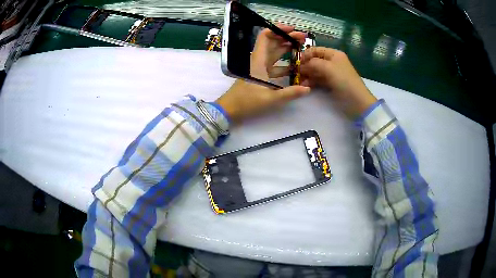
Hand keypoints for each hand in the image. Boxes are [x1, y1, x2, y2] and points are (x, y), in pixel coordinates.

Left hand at [216, 25, 309, 122]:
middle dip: (287, 37)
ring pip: (274, 53)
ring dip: (286, 48)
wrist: (230, 110)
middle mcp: (258, 61)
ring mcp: (259, 68)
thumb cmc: (247, 102)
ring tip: (302, 47)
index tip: (292, 30)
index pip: (265, 37)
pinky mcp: (261, 75)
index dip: (278, 29)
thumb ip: (290, 93)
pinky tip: (295, 66)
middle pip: (272, 43)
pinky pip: (275, 65)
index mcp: (258, 61)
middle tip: (303, 38)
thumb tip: (307, 88)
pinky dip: (284, 63)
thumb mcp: (270, 99)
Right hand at [299, 47, 376, 117]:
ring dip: (307, 75)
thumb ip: (313, 63)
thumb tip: (302, 65)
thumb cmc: (344, 81)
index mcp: (334, 54)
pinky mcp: (331, 84)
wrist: (357, 101)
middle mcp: (332, 62)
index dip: (305, 54)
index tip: (297, 63)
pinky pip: (318, 79)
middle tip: (297, 74)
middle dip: (305, 66)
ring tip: (300, 81)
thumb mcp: (328, 68)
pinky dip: (312, 81)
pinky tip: (306, 85)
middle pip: (314, 60)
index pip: (315, 50)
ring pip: (315, 70)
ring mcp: (332, 73)